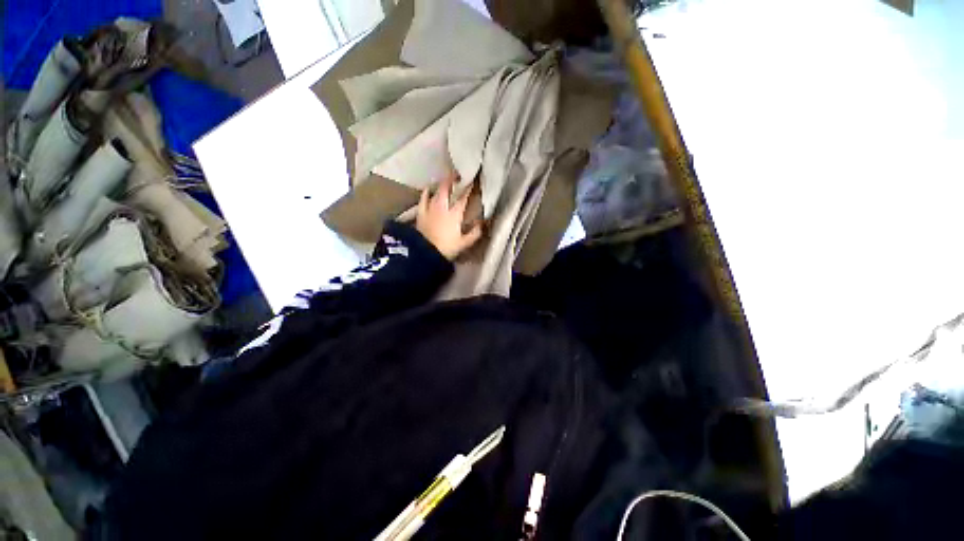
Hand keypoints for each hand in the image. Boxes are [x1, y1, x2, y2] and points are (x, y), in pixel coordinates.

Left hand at [416, 172, 482, 259]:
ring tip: (445, 180)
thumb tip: (482, 224)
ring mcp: (430, 209)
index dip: (468, 188)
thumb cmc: (446, 248)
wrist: (425, 253)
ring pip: (436, 192)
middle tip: (457, 175)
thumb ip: (474, 233)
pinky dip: (426, 193)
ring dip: (441, 185)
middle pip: (447, 189)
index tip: (472, 180)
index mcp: (454, 214)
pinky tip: (428, 189)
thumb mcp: (464, 243)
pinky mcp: (421, 213)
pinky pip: (423, 199)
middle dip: (452, 180)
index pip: (462, 198)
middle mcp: (442, 207)